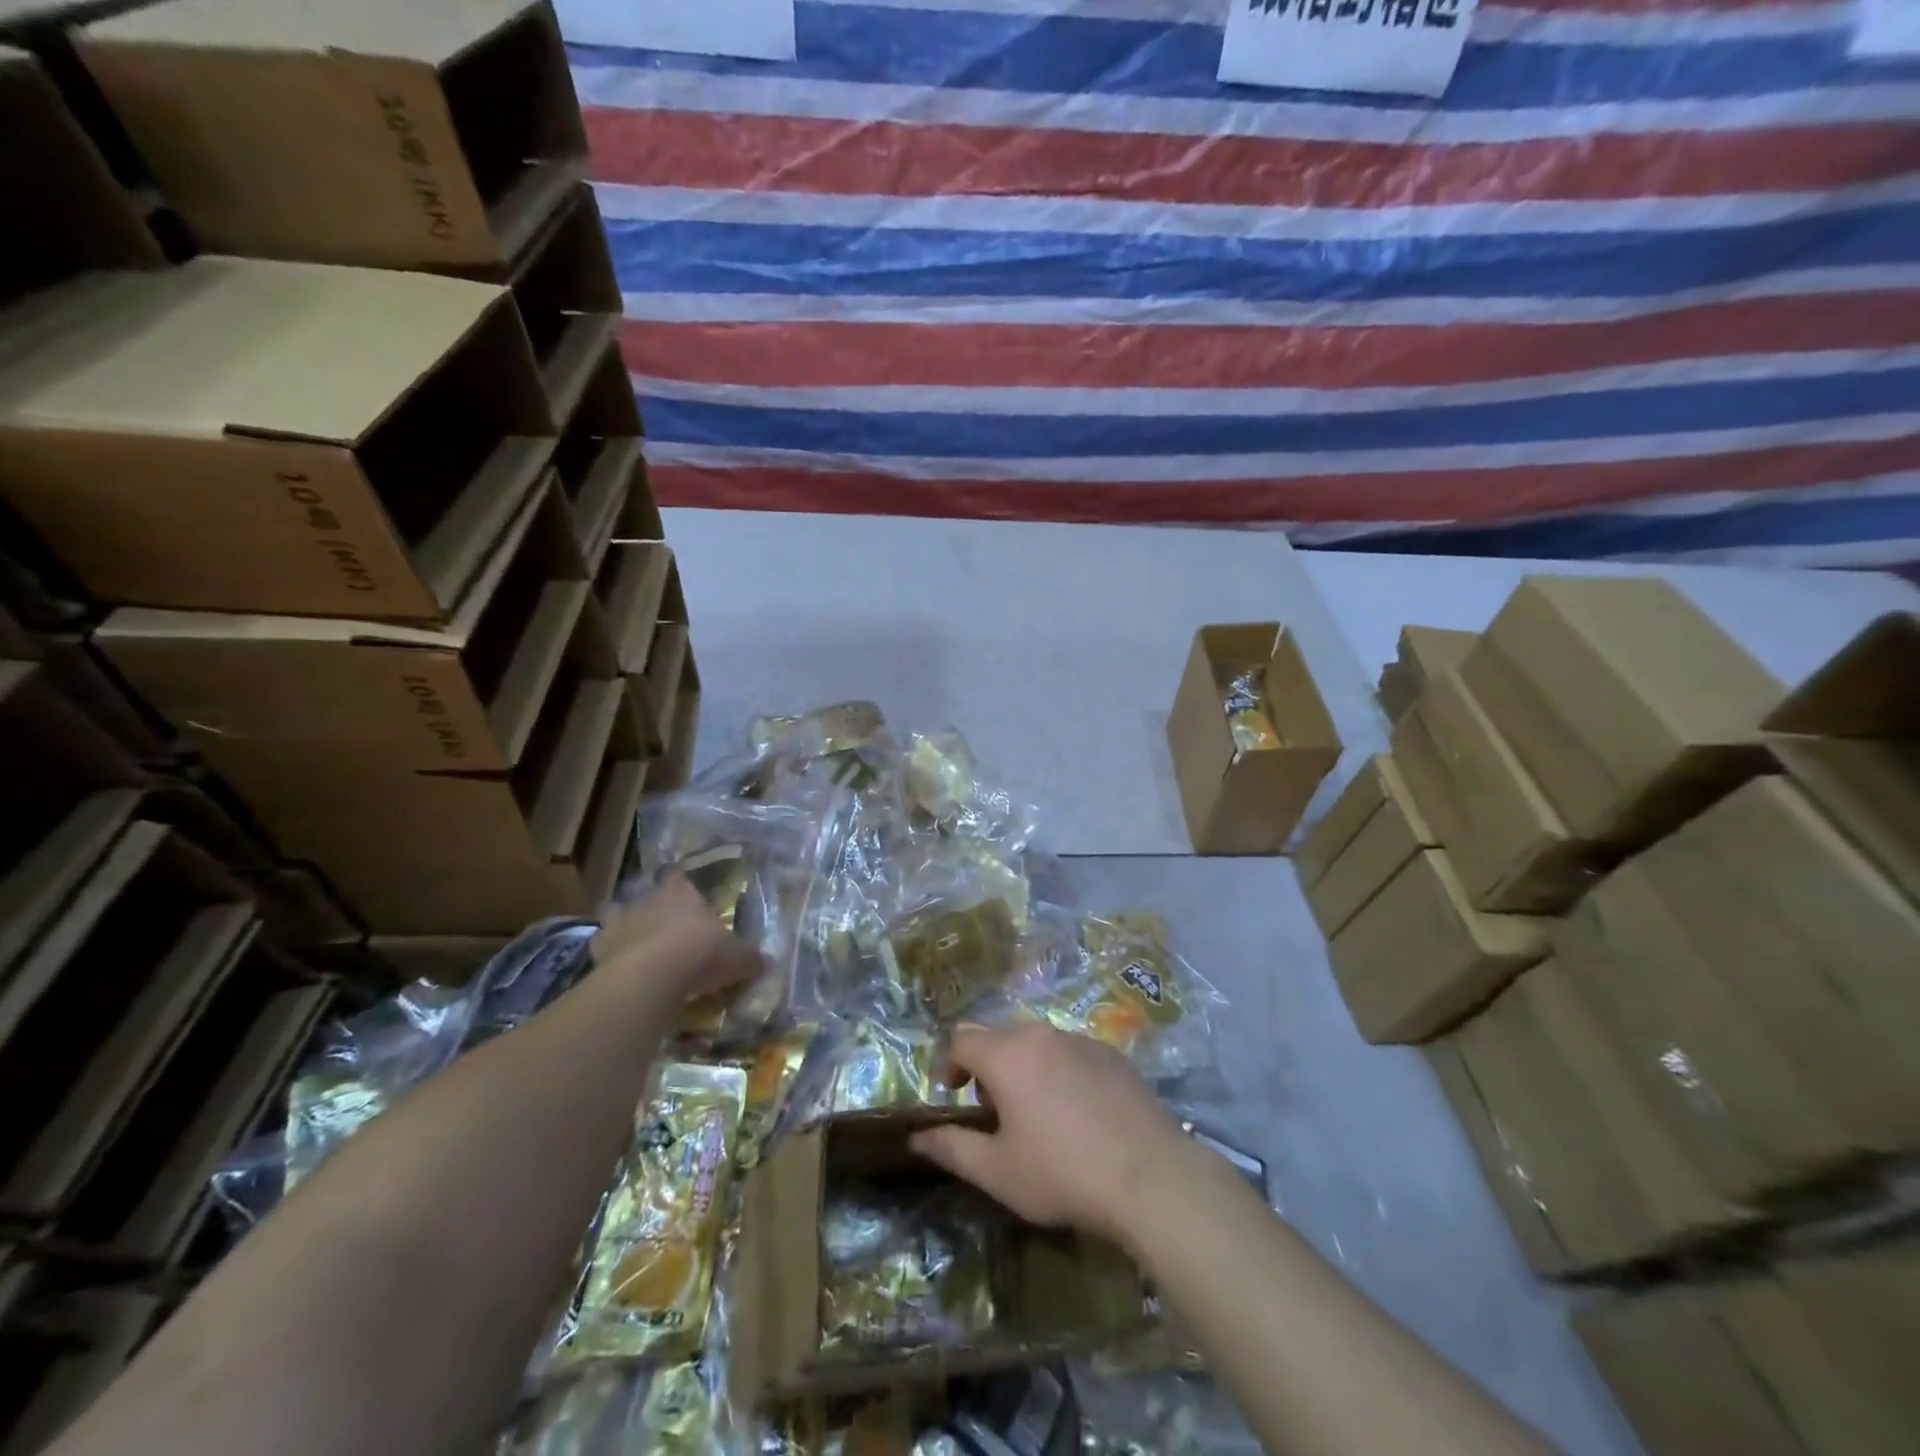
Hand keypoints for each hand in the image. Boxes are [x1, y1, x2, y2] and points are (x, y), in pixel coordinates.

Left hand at [592, 875, 762, 1000]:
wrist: (651, 977)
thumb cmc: (700, 953)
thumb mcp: (737, 957)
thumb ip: (750, 958)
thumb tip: (768, 963)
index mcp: (680, 891)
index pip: (679, 874)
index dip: (682, 881)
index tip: (685, 888)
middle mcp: (646, 899)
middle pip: (647, 894)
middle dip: (654, 906)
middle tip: (666, 923)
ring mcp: (618, 923)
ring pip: (619, 916)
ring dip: (627, 927)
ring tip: (639, 944)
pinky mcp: (597, 950)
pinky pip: (604, 949)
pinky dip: (611, 956)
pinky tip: (620, 969)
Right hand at [909, 1022, 1191, 1250]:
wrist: (1151, 1176)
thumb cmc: (1063, 1174)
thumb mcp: (998, 1172)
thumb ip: (952, 1148)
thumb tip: (917, 1137)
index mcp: (1006, 1056)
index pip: (960, 1039)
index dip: (948, 1064)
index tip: (953, 1095)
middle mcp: (1040, 1034)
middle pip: (998, 1034)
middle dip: (986, 1063)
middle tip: (993, 1107)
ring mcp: (1080, 1039)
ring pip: (1036, 1039)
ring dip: (1023, 1064)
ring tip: (1034, 1109)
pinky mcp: (1111, 1052)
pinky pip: (1070, 1049)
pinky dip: (1059, 1068)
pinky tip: (1076, 1109)